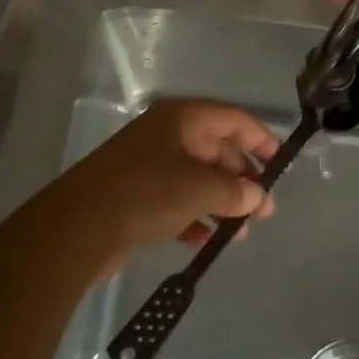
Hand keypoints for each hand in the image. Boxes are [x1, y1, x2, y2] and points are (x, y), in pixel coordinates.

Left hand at [55, 100, 278, 274]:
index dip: (259, 138)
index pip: (231, 119)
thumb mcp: (197, 188)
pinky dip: (195, 216)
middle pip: (216, 149)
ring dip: (221, 201)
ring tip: (240, 232)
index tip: (281, 162)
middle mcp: (166, 135)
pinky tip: (206, 240)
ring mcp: (149, 164)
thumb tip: (256, 195)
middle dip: (242, 178)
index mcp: (181, 118)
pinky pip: (176, 200)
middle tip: (264, 210)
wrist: (77, 228)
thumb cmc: (144, 193)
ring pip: (197, 177)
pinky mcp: (136, 195)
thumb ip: (233, 190)